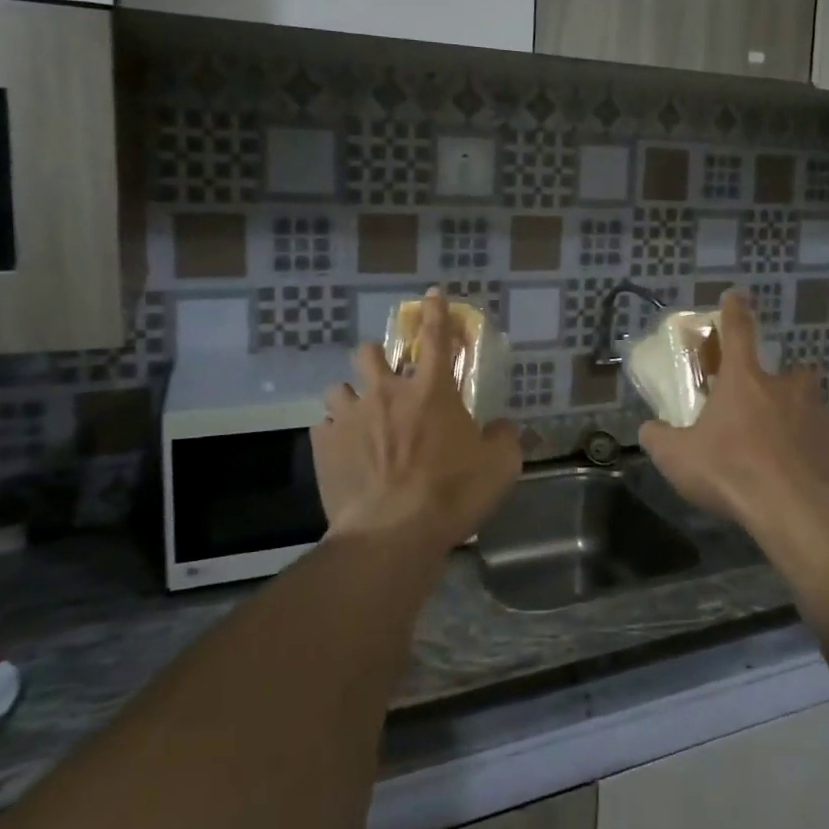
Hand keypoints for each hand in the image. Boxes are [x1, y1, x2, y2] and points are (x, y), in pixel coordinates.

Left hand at [312, 288, 521, 554]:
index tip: (432, 294)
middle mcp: (386, 393)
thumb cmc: (452, 494)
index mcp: (431, 390)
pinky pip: (324, 428)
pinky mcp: (325, 447)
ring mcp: (350, 418)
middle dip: (376, 359)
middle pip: (368, 353)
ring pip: (338, 388)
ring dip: (351, 398)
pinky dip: (336, 435)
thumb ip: (503, 438)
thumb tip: (501, 427)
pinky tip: (346, 453)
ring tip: (361, 420)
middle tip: (387, 380)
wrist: (392, 534)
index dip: (436, 312)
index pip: (435, 337)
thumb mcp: (500, 466)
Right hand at [639, 291, 828, 545]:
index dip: (734, 311)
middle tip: (761, 409)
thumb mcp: (677, 458)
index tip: (736, 294)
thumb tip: (648, 429)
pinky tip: (806, 470)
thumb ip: (658, 438)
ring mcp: (820, 412)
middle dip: (775, 384)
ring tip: (786, 443)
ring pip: (811, 403)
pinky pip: (827, 436)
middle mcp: (787, 387)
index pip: (737, 332)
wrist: (797, 511)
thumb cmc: (732, 472)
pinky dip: (816, 446)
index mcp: (745, 380)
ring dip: (799, 414)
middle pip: (785, 372)